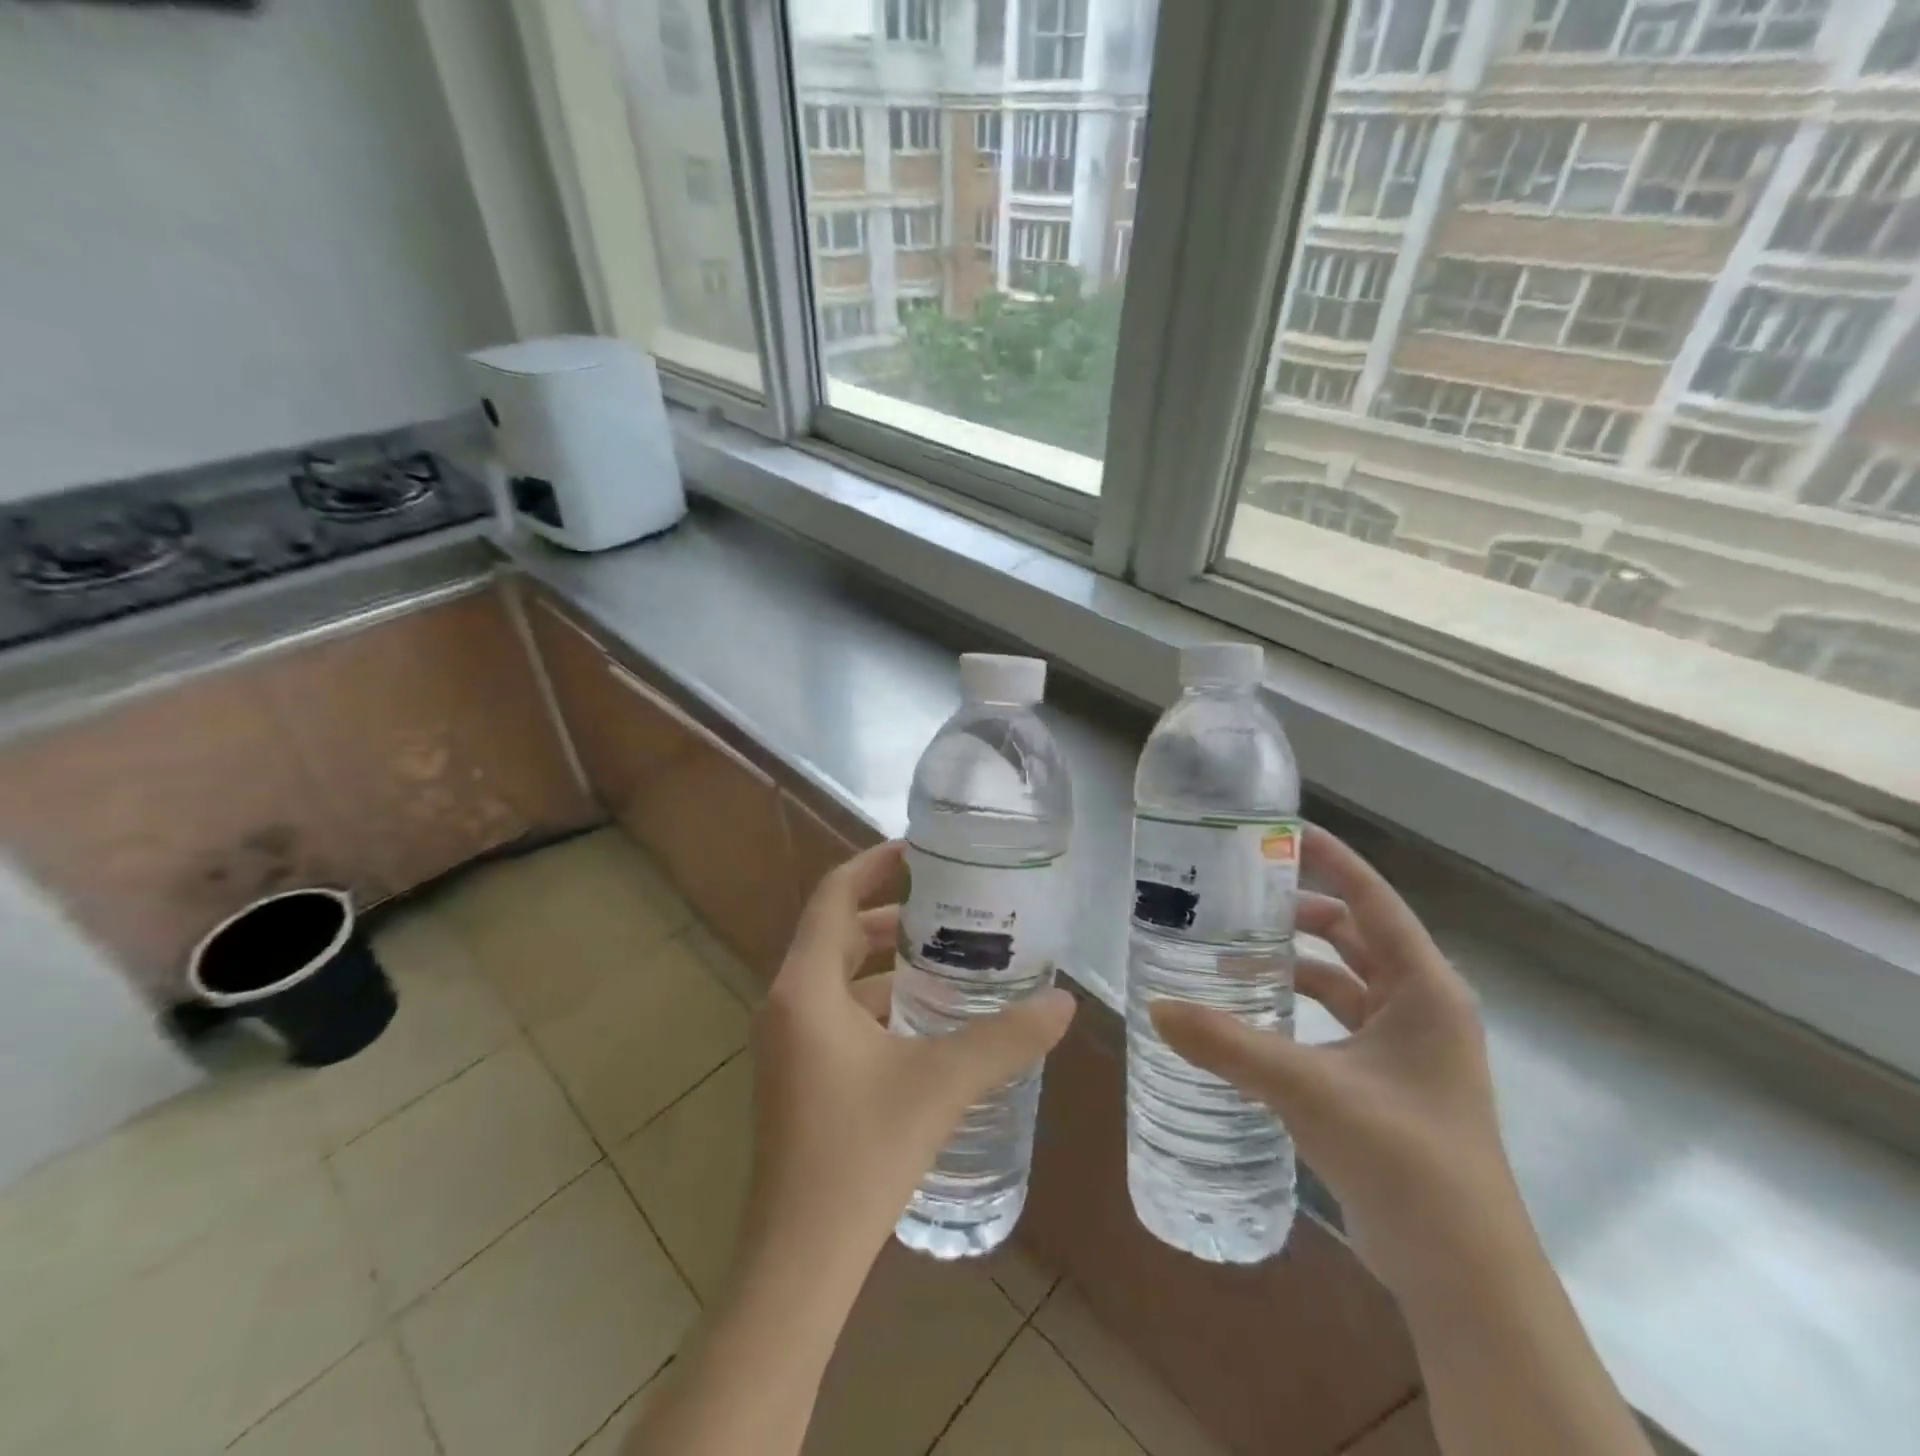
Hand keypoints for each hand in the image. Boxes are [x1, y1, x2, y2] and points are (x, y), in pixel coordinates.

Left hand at [740, 840, 1076, 1281]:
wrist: (799, 1260)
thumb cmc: (860, 1154)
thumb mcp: (941, 1084)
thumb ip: (1004, 1039)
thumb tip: (1063, 1004)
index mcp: (805, 987)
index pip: (833, 897)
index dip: (873, 864)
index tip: (918, 848)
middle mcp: (787, 1004)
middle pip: (837, 933)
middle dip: (890, 914)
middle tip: (949, 906)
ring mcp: (788, 1043)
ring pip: (838, 977)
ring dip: (886, 963)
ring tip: (948, 958)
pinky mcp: (798, 1075)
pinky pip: (838, 1014)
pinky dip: (878, 1002)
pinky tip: (926, 1021)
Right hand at [1151, 824, 1512, 1296]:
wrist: (1461, 1273)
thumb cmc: (1404, 1159)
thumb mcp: (1309, 1089)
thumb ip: (1229, 1045)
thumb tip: (1156, 1008)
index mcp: (1425, 988)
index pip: (1373, 899)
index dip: (1331, 859)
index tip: (1279, 831)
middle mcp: (1421, 1006)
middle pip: (1355, 934)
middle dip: (1300, 910)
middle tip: (1238, 895)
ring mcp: (1406, 1046)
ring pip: (1344, 979)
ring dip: (1295, 961)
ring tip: (1233, 949)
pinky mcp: (1386, 1081)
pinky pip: (1337, 1020)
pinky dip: (1298, 1006)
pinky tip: (1252, 1014)